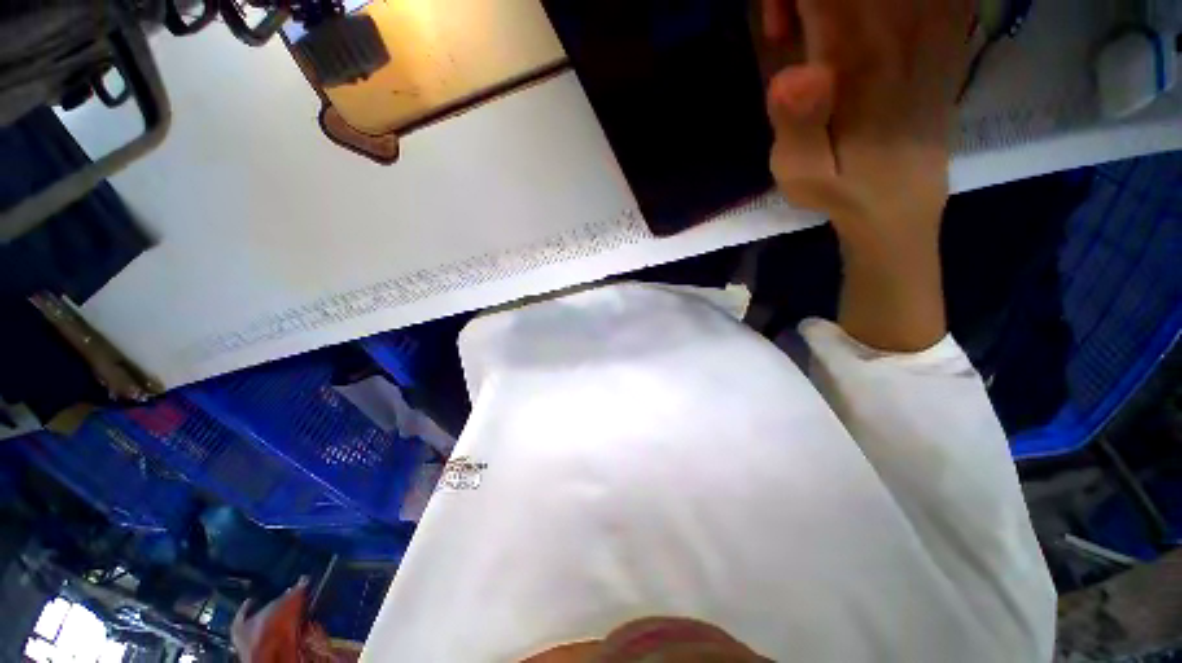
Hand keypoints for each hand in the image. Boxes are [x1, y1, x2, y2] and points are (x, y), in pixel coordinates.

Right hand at [763, 0, 971, 244]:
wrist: (902, 197)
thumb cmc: (841, 187)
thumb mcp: (800, 174)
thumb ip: (794, 125)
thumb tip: (792, 75)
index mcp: (859, 57)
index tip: (779, 30)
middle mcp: (902, 23)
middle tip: (798, 28)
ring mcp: (934, 17)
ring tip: (830, 29)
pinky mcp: (947, 21)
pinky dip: (875, 4)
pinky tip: (867, 24)